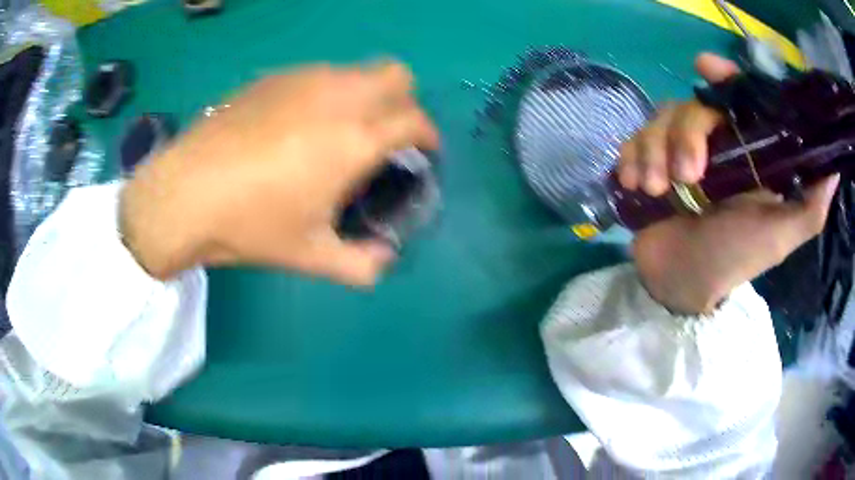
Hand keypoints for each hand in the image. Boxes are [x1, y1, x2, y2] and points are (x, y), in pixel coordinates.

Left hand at [120, 61, 438, 283]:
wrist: (186, 193)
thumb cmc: (251, 225)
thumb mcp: (311, 257)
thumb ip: (361, 265)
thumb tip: (384, 262)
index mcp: (355, 139)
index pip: (415, 119)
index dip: (427, 135)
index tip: (422, 151)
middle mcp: (338, 96)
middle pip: (396, 75)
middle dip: (403, 102)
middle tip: (384, 134)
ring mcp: (303, 79)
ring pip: (356, 70)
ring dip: (364, 94)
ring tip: (339, 129)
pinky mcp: (273, 77)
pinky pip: (319, 74)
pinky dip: (327, 92)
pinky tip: (298, 123)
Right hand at [620, 53, 838, 313]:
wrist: (683, 283)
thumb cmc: (735, 258)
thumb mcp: (780, 236)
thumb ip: (810, 207)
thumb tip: (833, 169)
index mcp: (744, 152)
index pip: (734, 98)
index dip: (722, 76)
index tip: (704, 68)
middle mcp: (712, 144)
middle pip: (690, 107)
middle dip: (684, 137)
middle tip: (686, 178)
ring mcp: (675, 153)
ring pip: (657, 121)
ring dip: (652, 152)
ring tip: (654, 190)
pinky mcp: (647, 164)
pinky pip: (632, 141)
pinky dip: (630, 158)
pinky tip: (633, 183)